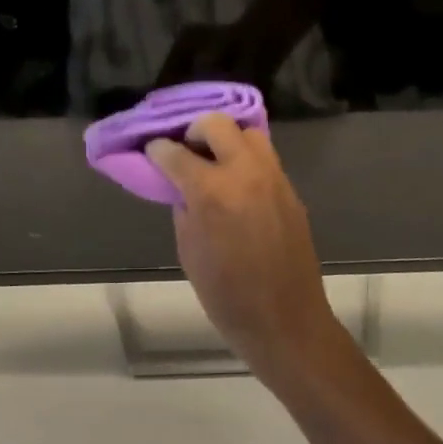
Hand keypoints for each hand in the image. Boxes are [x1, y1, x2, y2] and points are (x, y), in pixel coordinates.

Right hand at [145, 114, 346, 382]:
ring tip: (213, 162)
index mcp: (212, 192)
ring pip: (247, 132)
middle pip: (216, 123)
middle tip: (185, 151)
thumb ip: (184, 207)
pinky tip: (235, 182)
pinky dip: (245, 159)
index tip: (152, 152)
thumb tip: (182, 185)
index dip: (158, 150)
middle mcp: (245, 173)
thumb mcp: (189, 250)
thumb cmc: (226, 295)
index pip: (175, 152)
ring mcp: (273, 177)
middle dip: (194, 131)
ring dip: (226, 139)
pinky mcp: (290, 189)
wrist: (285, 320)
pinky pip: (264, 157)